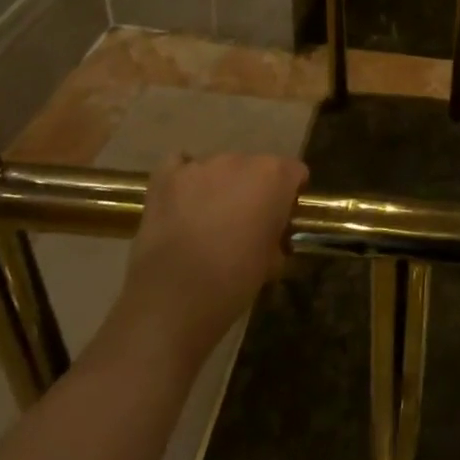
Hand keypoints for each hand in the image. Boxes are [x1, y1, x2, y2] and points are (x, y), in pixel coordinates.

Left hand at [110, 153, 308, 362]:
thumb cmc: (234, 280)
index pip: (293, 171)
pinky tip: (181, 201)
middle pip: (254, 167)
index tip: (281, 216)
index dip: (289, 193)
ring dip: (218, 186)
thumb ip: (276, 234)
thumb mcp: (272, 261)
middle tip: (242, 221)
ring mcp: (201, 166)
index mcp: (274, 175)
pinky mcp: (166, 178)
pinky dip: (183, 179)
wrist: (175, 299)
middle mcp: (240, 160)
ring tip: (206, 218)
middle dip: (251, 188)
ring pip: (218, 168)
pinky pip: (179, 165)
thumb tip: (270, 236)